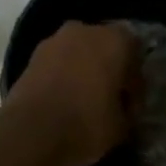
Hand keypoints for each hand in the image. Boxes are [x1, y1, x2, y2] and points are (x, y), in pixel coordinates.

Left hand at [0, 22, 140, 165]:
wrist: (29, 134)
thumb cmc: (86, 125)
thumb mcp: (122, 125)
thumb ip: (127, 109)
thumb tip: (122, 106)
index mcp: (114, 41)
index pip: (136, 54)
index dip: (135, 81)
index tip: (130, 105)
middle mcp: (85, 31)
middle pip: (104, 47)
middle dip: (108, 69)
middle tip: (110, 98)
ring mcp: (54, 41)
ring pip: (78, 52)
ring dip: (84, 70)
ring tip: (84, 100)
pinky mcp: (31, 57)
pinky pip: (57, 63)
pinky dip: (63, 76)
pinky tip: (64, 100)